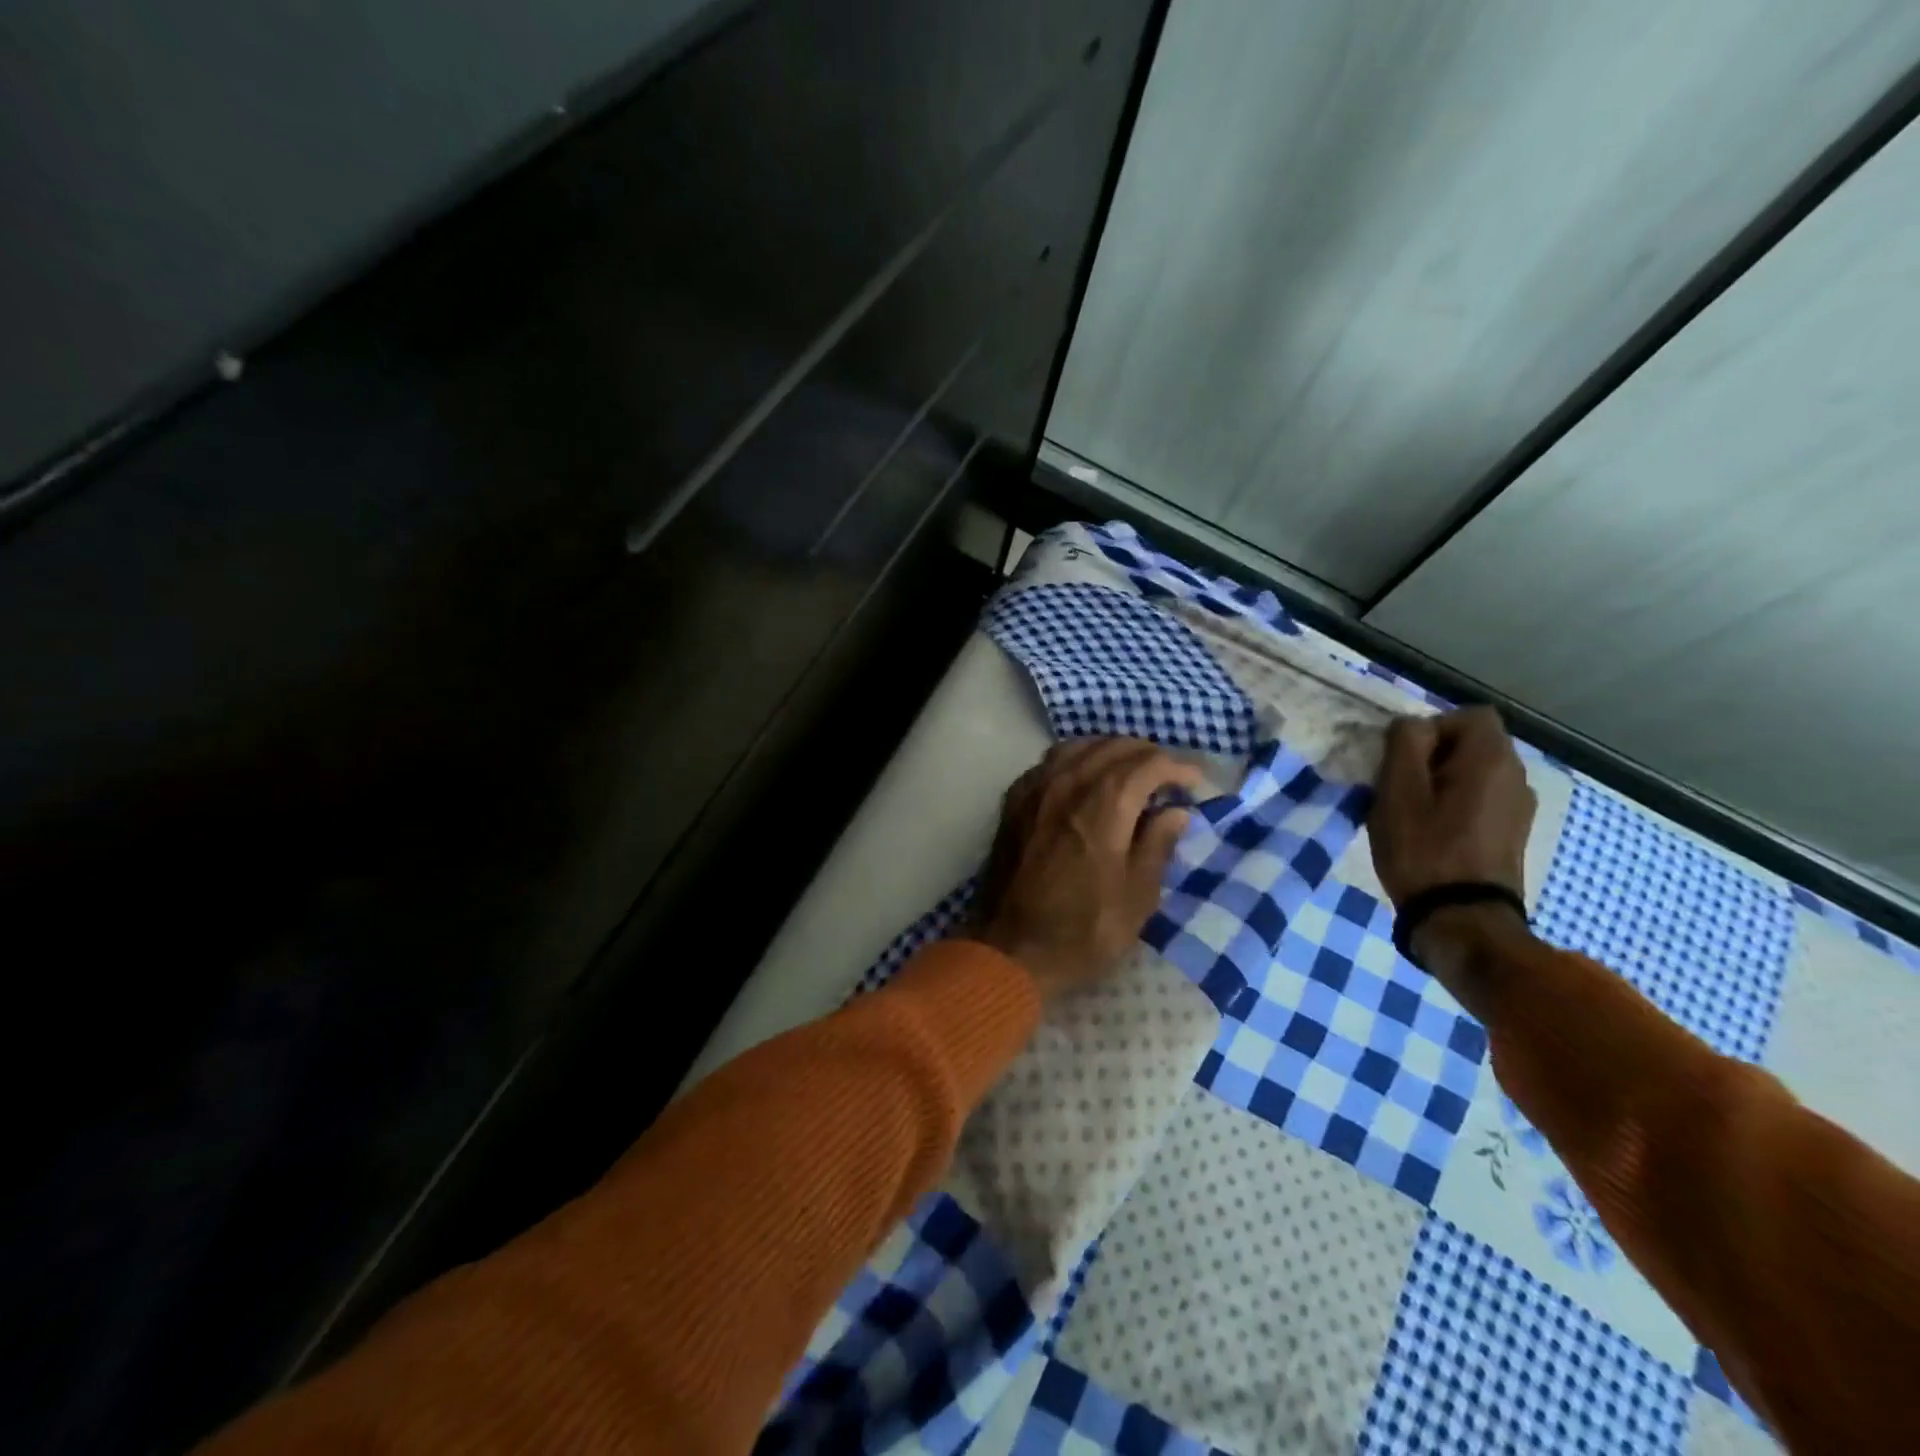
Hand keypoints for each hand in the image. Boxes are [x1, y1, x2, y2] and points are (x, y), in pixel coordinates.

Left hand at [972, 737, 1203, 1000]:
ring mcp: (1034, 789)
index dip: (1177, 767)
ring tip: (1129, 773)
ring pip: (1077, 747)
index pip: (1147, 763)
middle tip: (1167, 778)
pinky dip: (1075, 761)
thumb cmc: (1083, 932)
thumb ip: (1158, 845)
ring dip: (1109, 752)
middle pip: (1112, 747)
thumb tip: (1176, 812)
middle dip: (1146, 755)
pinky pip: (1048, 763)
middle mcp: (1066, 784)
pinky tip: (1084, 781)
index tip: (1194, 783)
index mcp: (1102, 805)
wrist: (1010, 951)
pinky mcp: (1013, 802)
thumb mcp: (1137, 898)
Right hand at [1369, 706, 1535, 907]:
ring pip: (1476, 772)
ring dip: (1442, 781)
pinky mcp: (1513, 833)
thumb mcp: (1398, 790)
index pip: (1467, 715)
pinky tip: (1433, 832)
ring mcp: (1520, 807)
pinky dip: (1456, 804)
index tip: (1404, 759)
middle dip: (1433, 755)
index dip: (1431, 728)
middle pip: (1473, 743)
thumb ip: (1405, 743)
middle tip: (1400, 786)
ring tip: (1412, 811)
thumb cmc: (1423, 848)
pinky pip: (1482, 799)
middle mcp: (1517, 775)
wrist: (1461, 918)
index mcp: (1492, 758)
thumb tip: (1414, 726)